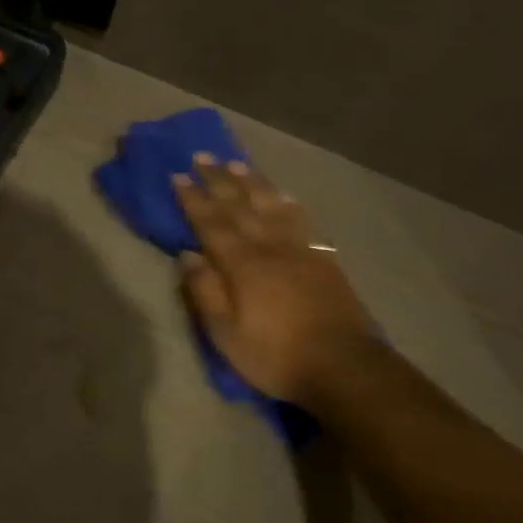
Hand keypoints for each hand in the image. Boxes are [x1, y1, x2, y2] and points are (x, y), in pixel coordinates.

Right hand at [173, 153, 373, 410]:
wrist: (343, 366)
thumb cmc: (275, 355)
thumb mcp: (226, 334)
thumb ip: (205, 291)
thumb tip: (187, 254)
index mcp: (243, 265)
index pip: (211, 223)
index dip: (193, 199)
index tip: (178, 175)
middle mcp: (270, 247)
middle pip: (241, 206)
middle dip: (219, 180)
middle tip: (203, 155)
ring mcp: (300, 250)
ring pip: (272, 206)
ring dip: (253, 182)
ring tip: (237, 164)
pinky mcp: (323, 260)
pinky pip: (301, 221)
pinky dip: (287, 203)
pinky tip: (283, 196)